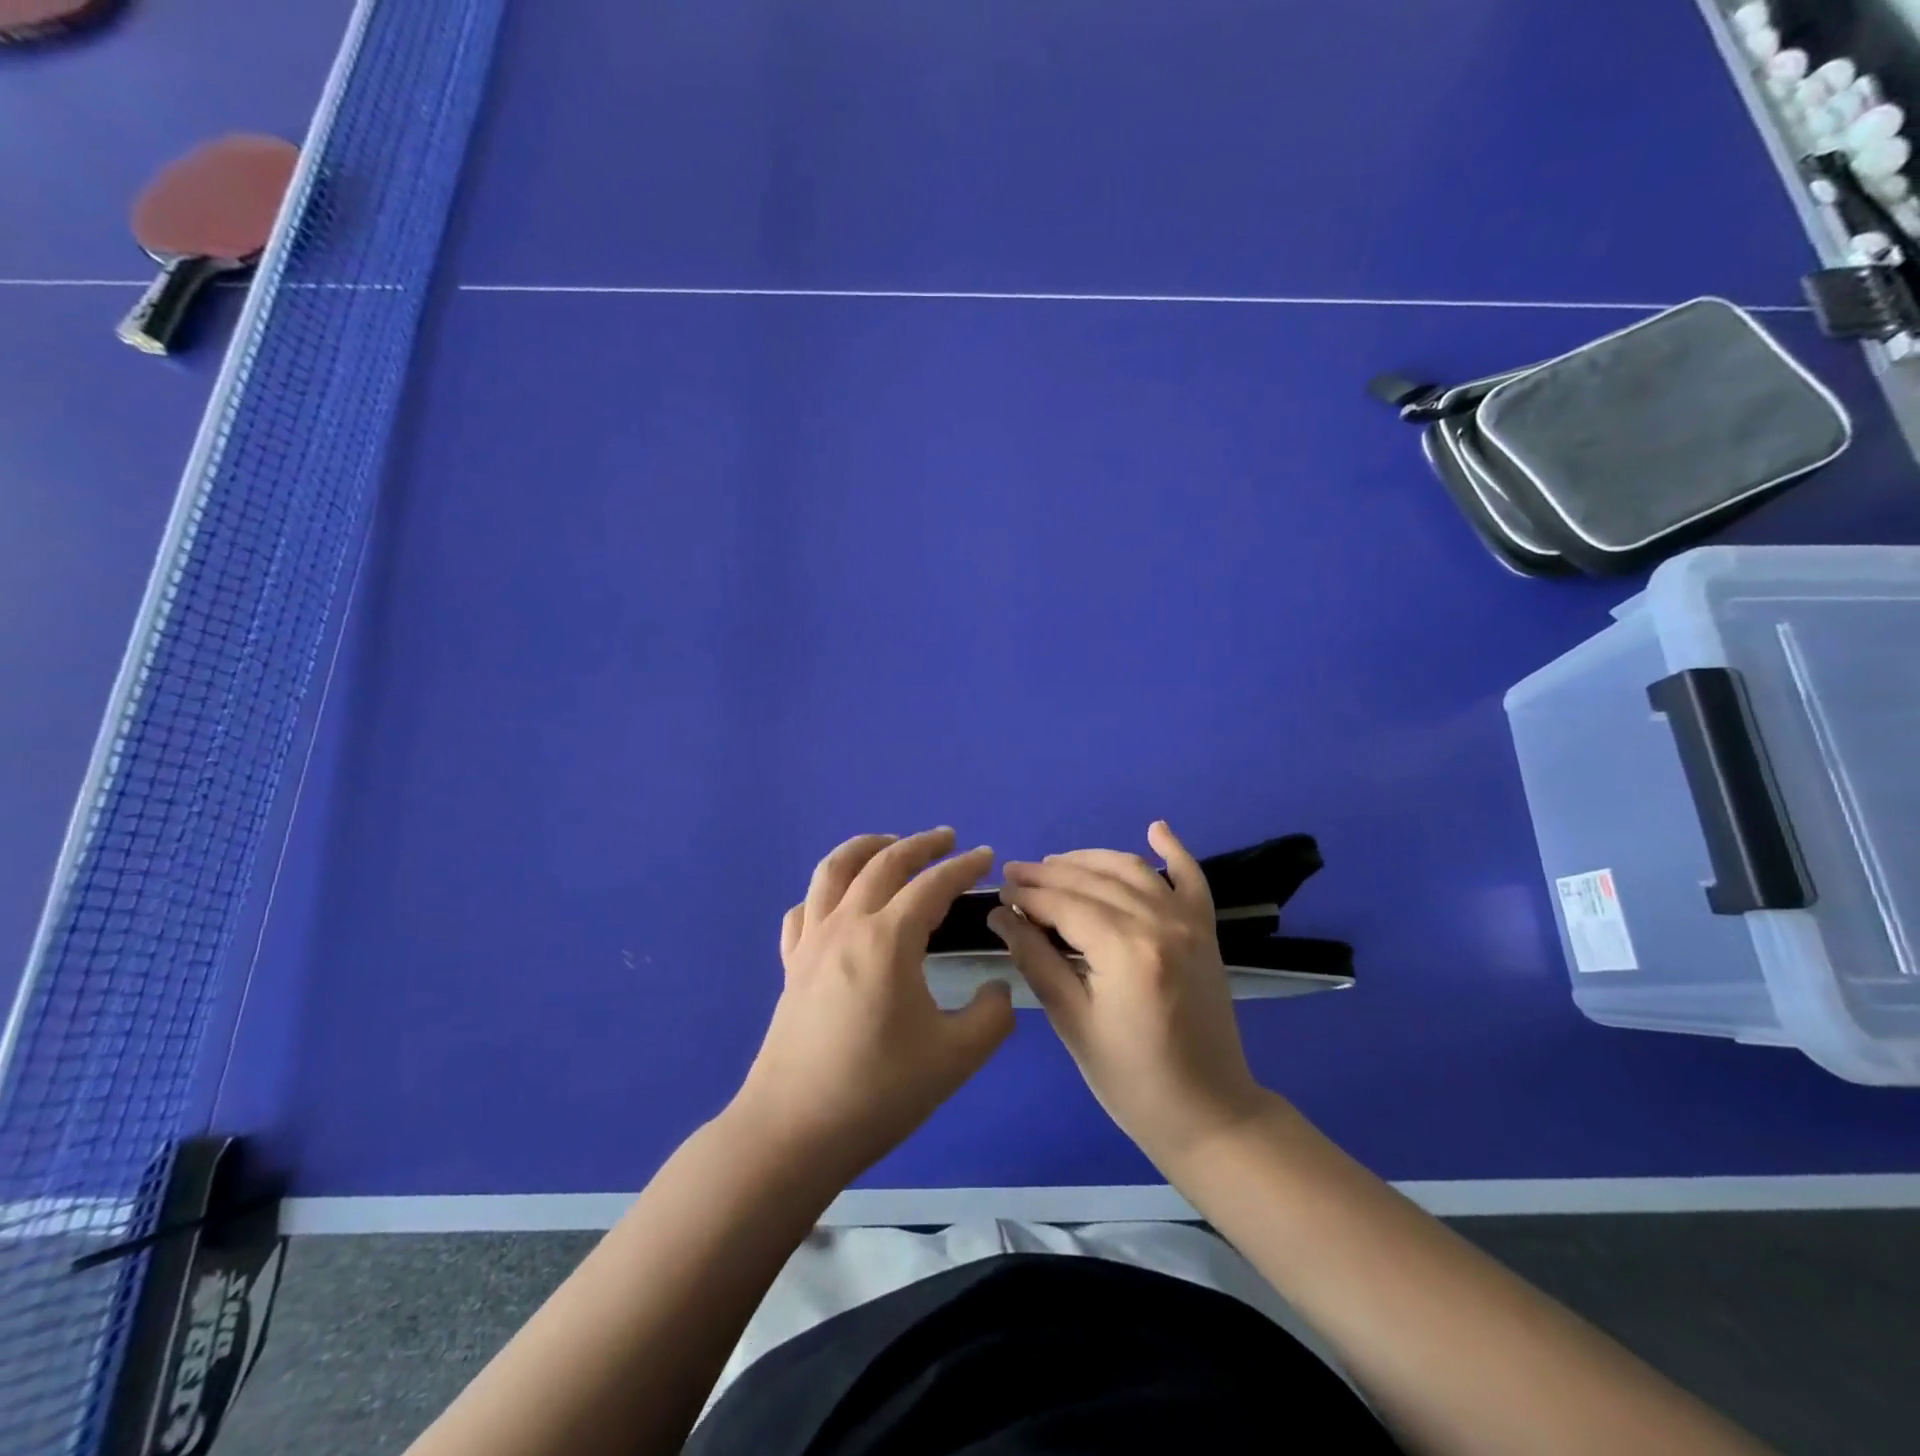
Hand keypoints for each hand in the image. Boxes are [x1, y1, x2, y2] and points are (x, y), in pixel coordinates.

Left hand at [732, 828, 1013, 1182]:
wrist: (793, 1131)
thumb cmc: (878, 1091)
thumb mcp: (956, 1058)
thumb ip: (992, 1016)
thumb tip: (997, 989)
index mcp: (888, 938)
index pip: (933, 884)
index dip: (964, 867)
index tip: (987, 857)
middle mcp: (846, 925)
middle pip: (883, 862)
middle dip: (920, 844)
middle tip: (947, 839)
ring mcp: (811, 942)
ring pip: (834, 870)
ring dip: (866, 848)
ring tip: (889, 844)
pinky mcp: (790, 965)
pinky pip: (805, 909)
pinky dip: (826, 892)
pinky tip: (838, 904)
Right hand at [991, 821, 1269, 1169]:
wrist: (1209, 1113)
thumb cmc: (1131, 1080)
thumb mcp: (1073, 1023)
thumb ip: (1036, 960)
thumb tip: (1001, 917)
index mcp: (1126, 950)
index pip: (1065, 904)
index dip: (1027, 895)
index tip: (997, 892)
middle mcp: (1160, 922)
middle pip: (1093, 882)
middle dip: (1048, 874)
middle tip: (1013, 874)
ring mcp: (1189, 923)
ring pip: (1131, 870)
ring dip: (1090, 859)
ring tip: (1053, 863)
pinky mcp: (1206, 931)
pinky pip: (1192, 878)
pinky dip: (1174, 850)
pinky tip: (1155, 828)